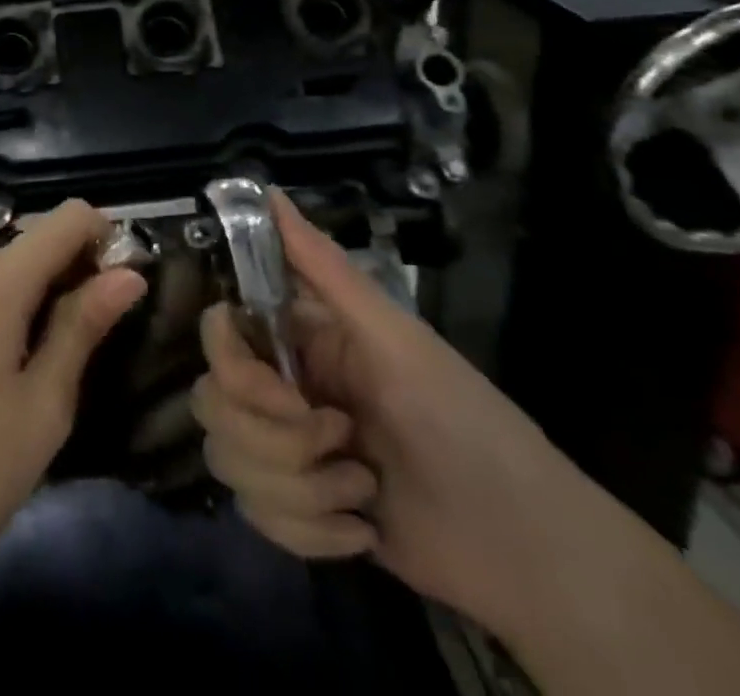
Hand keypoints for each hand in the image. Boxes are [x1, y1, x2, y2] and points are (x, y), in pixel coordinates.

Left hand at [0, 198, 147, 590]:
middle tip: (112, 330)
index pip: (68, 217)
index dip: (107, 239)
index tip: (130, 288)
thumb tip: (130, 272)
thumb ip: (84, 325)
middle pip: (44, 238)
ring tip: (80, 349)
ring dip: (59, 288)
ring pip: (23, 263)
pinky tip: (39, 355)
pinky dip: (30, 303)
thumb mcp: (45, 402)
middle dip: (85, 266)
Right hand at [192, 188, 600, 636]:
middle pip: (214, 404)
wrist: (525, 548)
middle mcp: (282, 387)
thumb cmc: (461, 421)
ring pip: (230, 463)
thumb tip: (267, 191)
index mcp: (300, 337)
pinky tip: (360, 528)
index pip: (219, 335)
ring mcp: (286, 452)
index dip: (236, 367)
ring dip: (301, 489)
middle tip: (342, 441)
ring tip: (362, 491)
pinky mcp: (297, 511)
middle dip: (277, 440)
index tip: (287, 395)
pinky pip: (257, 517)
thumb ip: (325, 267)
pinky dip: (310, 532)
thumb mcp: (396, 339)